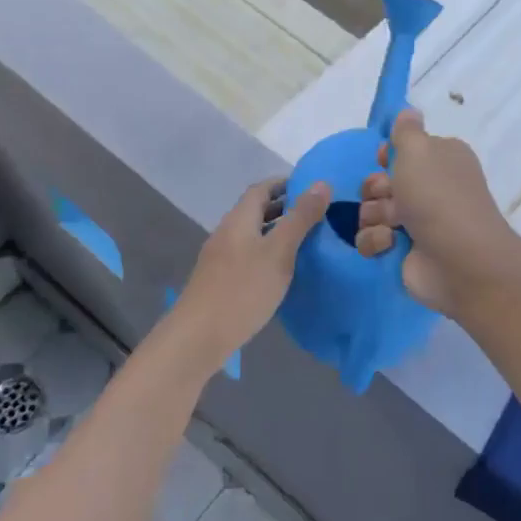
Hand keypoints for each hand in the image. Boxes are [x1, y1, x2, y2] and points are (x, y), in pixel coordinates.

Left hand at [169, 177, 330, 370]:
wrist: (198, 337)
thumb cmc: (242, 290)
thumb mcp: (279, 252)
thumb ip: (300, 218)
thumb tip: (322, 183)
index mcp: (239, 219)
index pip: (261, 188)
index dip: (286, 184)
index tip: (313, 189)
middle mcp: (226, 232)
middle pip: (255, 210)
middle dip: (284, 208)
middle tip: (316, 216)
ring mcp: (220, 257)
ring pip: (252, 234)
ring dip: (276, 232)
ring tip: (306, 242)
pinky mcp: (219, 280)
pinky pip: (247, 255)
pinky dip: (267, 253)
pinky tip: (281, 271)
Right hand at [354, 109, 516, 316]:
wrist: (458, 260)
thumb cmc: (438, 196)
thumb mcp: (419, 150)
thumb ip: (406, 129)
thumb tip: (409, 111)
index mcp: (440, 159)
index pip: (403, 150)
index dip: (388, 155)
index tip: (385, 160)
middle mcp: (430, 188)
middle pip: (381, 181)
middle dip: (376, 188)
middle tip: (388, 195)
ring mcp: (416, 222)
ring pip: (371, 210)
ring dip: (374, 216)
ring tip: (392, 225)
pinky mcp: (403, 252)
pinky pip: (371, 239)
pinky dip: (376, 241)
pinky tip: (390, 244)